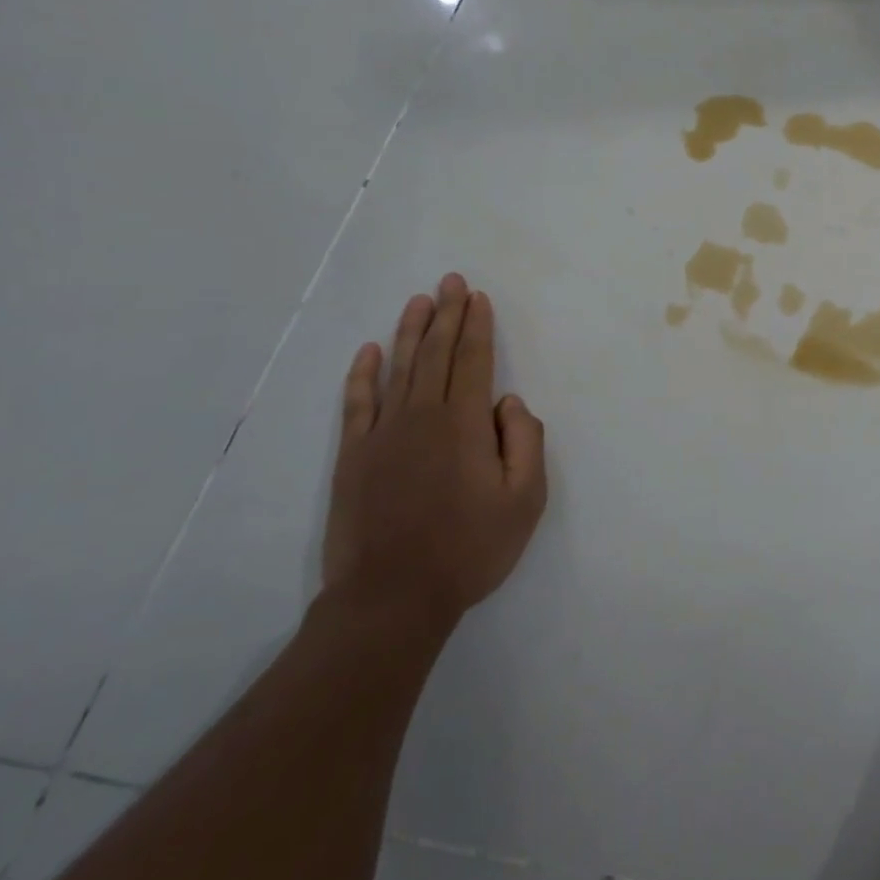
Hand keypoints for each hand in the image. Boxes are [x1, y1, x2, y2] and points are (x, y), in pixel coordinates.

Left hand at [323, 273, 546, 633]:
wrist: (391, 598)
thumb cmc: (469, 549)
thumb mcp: (525, 501)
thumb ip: (526, 443)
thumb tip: (509, 402)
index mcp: (464, 424)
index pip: (473, 361)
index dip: (477, 326)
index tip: (478, 297)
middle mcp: (422, 417)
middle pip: (435, 354)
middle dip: (446, 314)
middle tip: (451, 281)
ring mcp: (382, 435)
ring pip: (398, 369)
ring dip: (410, 332)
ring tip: (419, 301)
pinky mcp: (353, 457)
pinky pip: (357, 403)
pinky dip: (362, 374)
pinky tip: (369, 351)